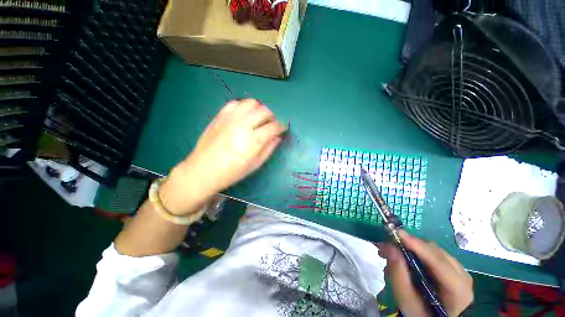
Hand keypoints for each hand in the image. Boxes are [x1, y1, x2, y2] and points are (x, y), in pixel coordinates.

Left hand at [159, 99, 286, 214]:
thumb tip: (278, 137)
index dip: (281, 127)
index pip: (273, 127)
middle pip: (264, 111)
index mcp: (253, 140)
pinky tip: (244, 116)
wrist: (202, 170)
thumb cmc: (231, 172)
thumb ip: (268, 149)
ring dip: (259, 109)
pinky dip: (244, 107)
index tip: (283, 129)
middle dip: (272, 117)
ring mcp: (230, 118)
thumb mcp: (254, 165)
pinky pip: (235, 103)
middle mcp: (243, 125)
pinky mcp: (220, 116)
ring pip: (251, 103)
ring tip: (258, 119)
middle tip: (271, 125)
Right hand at [378, 231, 472, 315]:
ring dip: (411, 247)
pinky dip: (416, 251)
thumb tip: (389, 247)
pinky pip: (433, 253)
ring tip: (391, 252)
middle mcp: (463, 276)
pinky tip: (404, 256)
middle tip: (386, 246)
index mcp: (458, 291)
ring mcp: (459, 271)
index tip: (397, 233)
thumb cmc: (420, 313)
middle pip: (435, 252)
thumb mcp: (407, 301)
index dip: (418, 246)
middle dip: (409, 245)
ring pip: (433, 250)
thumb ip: (398, 275)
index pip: (439, 262)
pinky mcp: (452, 268)